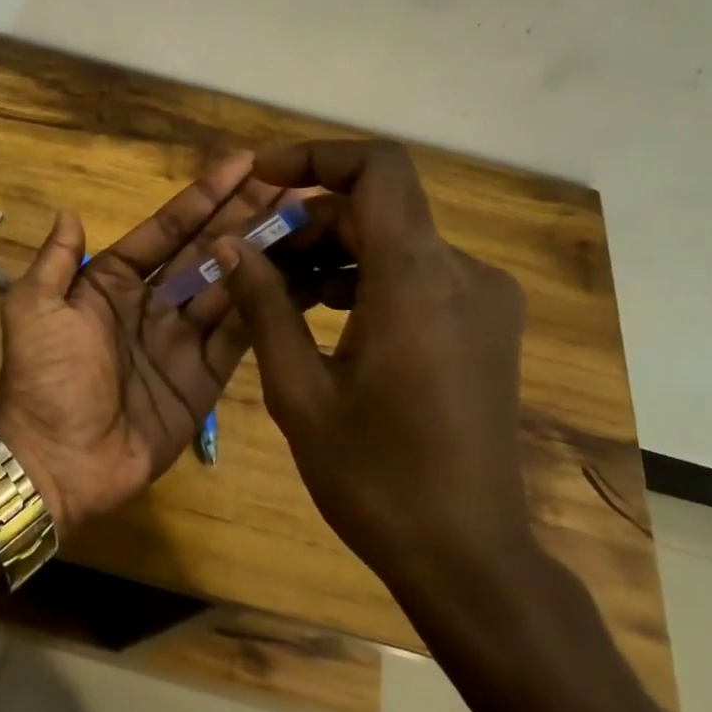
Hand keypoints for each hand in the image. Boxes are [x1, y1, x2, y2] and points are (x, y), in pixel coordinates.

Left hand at [0, 152, 288, 530]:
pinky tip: (300, 274)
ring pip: (230, 286)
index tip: (243, 163)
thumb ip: (55, 261)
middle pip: (206, 251)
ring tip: (307, 215)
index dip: (203, 196)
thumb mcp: (34, 310)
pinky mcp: (205, 378)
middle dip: (244, 215)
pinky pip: (240, 335)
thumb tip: (69, 211)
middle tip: (292, 180)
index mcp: (111, 281)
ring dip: (264, 252)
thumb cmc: (43, 378)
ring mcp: (182, 340)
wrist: (57, 460)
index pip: (166, 229)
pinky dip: (267, 306)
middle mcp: (152, 303)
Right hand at [214, 140, 533, 587]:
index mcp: (417, 282)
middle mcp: (462, 274)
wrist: (466, 554)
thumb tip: (228, 245)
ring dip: (330, 254)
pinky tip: (318, 318)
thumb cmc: (373, 477)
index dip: (316, 157)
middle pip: (377, 210)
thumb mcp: (298, 390)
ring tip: (272, 294)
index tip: (261, 178)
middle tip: (247, 262)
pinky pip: (415, 276)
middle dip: (306, 223)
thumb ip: (263, 305)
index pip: (378, 171)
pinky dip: (363, 280)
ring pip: (394, 243)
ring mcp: (482, 301)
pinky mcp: (484, 326)